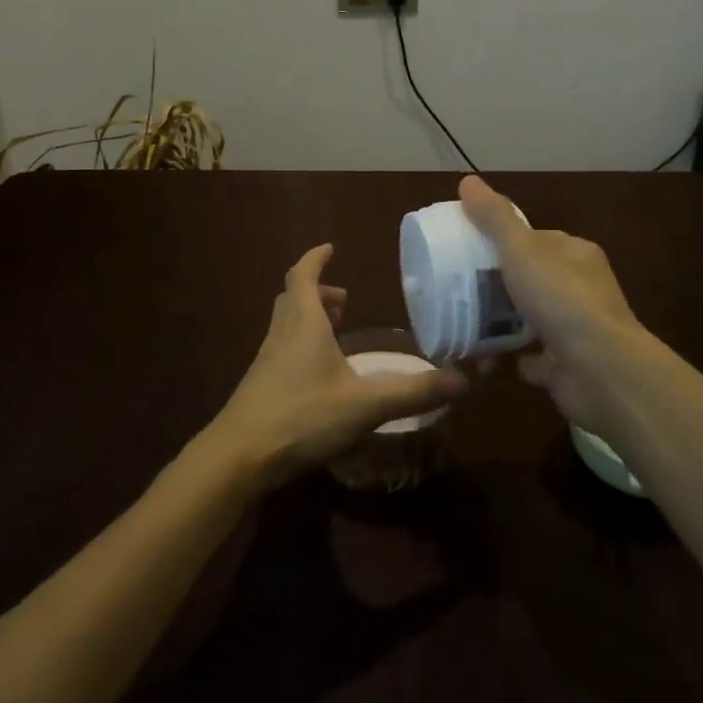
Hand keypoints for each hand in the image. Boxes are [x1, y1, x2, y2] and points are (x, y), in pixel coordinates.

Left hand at [199, 245, 465, 490]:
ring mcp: (266, 361)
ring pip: (285, 325)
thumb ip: (413, 393)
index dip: (315, 258)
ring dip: (308, 318)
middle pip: (292, 298)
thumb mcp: (365, 405)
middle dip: (316, 291)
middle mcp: (281, 335)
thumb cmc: (301, 417)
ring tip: (333, 330)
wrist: (239, 456)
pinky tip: (318, 375)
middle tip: (343, 298)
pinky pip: (282, 350)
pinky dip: (301, 346)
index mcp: (303, 324)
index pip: (303, 276)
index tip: (329, 247)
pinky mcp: (260, 386)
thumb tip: (463, 380)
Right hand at [458, 176, 655, 435]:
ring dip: (492, 326)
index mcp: (574, 254)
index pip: (534, 240)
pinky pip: (524, 358)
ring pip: (523, 321)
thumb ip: (494, 218)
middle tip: (454, 292)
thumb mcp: (521, 250)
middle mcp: (578, 289)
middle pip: (526, 281)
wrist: (599, 370)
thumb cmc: (561, 300)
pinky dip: (501, 359)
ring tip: (457, 327)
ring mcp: (572, 329)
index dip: (500, 242)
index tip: (464, 250)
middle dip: (491, 288)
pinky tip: (476, 360)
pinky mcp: (563, 365)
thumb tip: (467, 180)